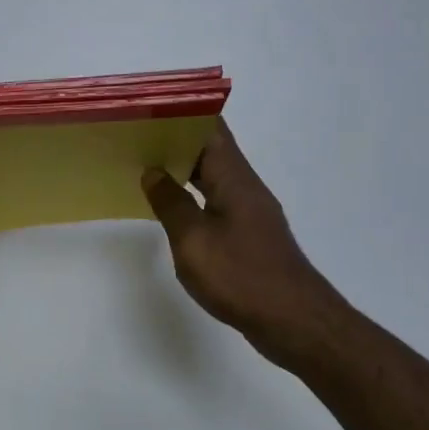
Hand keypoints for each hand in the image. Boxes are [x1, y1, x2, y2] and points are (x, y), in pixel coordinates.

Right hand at [141, 123, 352, 364]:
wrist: (294, 322)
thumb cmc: (241, 276)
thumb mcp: (193, 240)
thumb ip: (170, 203)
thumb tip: (153, 173)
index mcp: (234, 179)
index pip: (210, 129)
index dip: (182, 113)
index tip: (149, 107)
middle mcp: (245, 187)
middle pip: (210, 149)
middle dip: (175, 138)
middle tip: (134, 135)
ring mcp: (249, 212)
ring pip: (212, 176)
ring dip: (182, 168)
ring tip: (143, 164)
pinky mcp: (249, 235)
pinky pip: (215, 201)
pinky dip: (192, 195)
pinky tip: (170, 206)